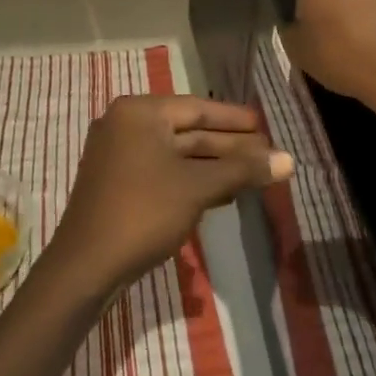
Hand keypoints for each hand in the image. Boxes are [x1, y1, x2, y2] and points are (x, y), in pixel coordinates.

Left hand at [47, 96, 292, 295]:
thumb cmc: (144, 212)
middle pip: (188, 131)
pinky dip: (192, 179)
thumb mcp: (198, 187)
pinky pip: (163, 171)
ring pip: (177, 154)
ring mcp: (119, 154)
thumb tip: (289, 161)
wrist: (86, 266)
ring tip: (254, 174)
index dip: (236, 120)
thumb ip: (243, 170)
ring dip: (214, 165)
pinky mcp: (118, 182)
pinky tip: (223, 192)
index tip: (266, 127)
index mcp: (139, 112)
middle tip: (267, 154)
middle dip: (229, 146)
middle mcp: (126, 124)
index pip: (198, 108)